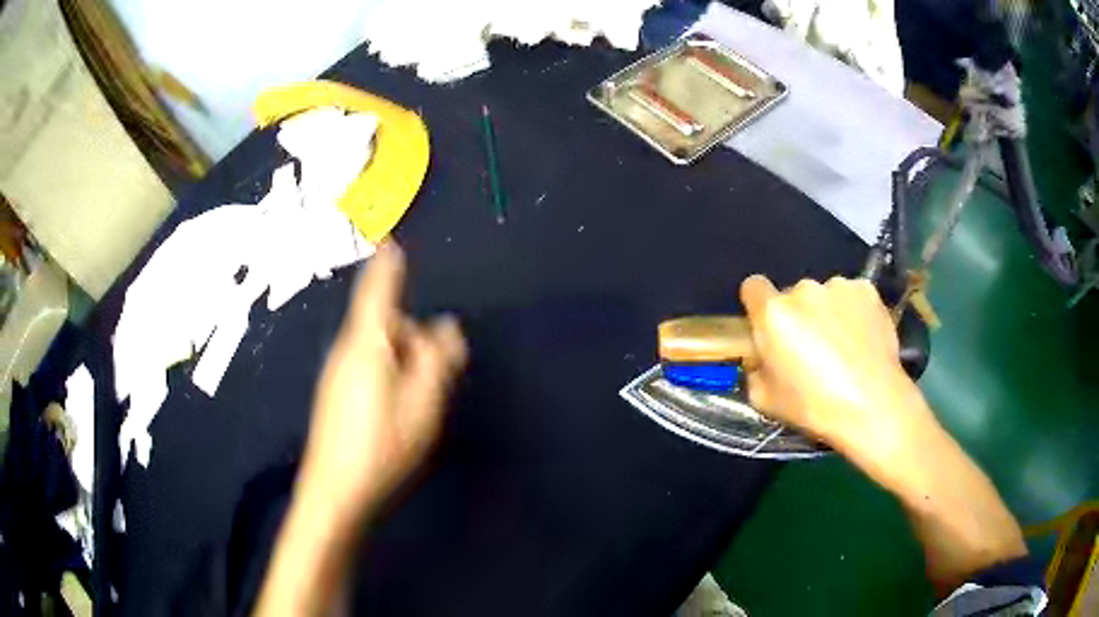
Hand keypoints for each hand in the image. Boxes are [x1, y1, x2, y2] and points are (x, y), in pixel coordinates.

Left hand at [300, 242, 466, 519]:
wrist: (334, 493)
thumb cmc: (381, 446)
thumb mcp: (422, 404)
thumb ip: (437, 360)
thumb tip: (446, 327)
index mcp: (367, 344)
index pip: (378, 291)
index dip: (387, 266)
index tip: (390, 241)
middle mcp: (347, 351)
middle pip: (384, 325)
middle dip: (413, 338)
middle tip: (438, 376)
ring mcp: (337, 375)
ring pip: (378, 350)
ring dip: (404, 362)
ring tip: (420, 404)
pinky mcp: (336, 396)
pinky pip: (368, 370)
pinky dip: (389, 378)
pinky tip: (398, 415)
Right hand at [739, 275, 932, 458]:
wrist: (873, 404)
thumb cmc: (814, 407)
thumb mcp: (765, 401)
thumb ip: (754, 370)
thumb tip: (761, 360)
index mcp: (774, 313)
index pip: (753, 287)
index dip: (758, 305)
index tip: (767, 327)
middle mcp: (804, 290)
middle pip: (793, 295)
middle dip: (798, 316)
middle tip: (811, 348)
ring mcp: (838, 286)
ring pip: (824, 296)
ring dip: (827, 312)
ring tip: (843, 345)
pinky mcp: (867, 290)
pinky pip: (852, 296)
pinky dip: (853, 311)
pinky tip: (862, 338)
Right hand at [739, 276, 1026, 590]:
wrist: (904, 433)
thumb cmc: (839, 431)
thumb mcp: (785, 416)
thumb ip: (764, 386)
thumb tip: (758, 373)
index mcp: (791, 319)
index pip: (758, 289)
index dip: (758, 312)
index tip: (767, 336)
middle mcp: (823, 292)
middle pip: (797, 296)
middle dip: (801, 325)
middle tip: (817, 366)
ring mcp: (858, 294)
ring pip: (833, 299)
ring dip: (836, 327)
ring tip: (853, 369)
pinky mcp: (885, 304)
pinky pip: (860, 306)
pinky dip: (861, 325)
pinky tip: (873, 361)